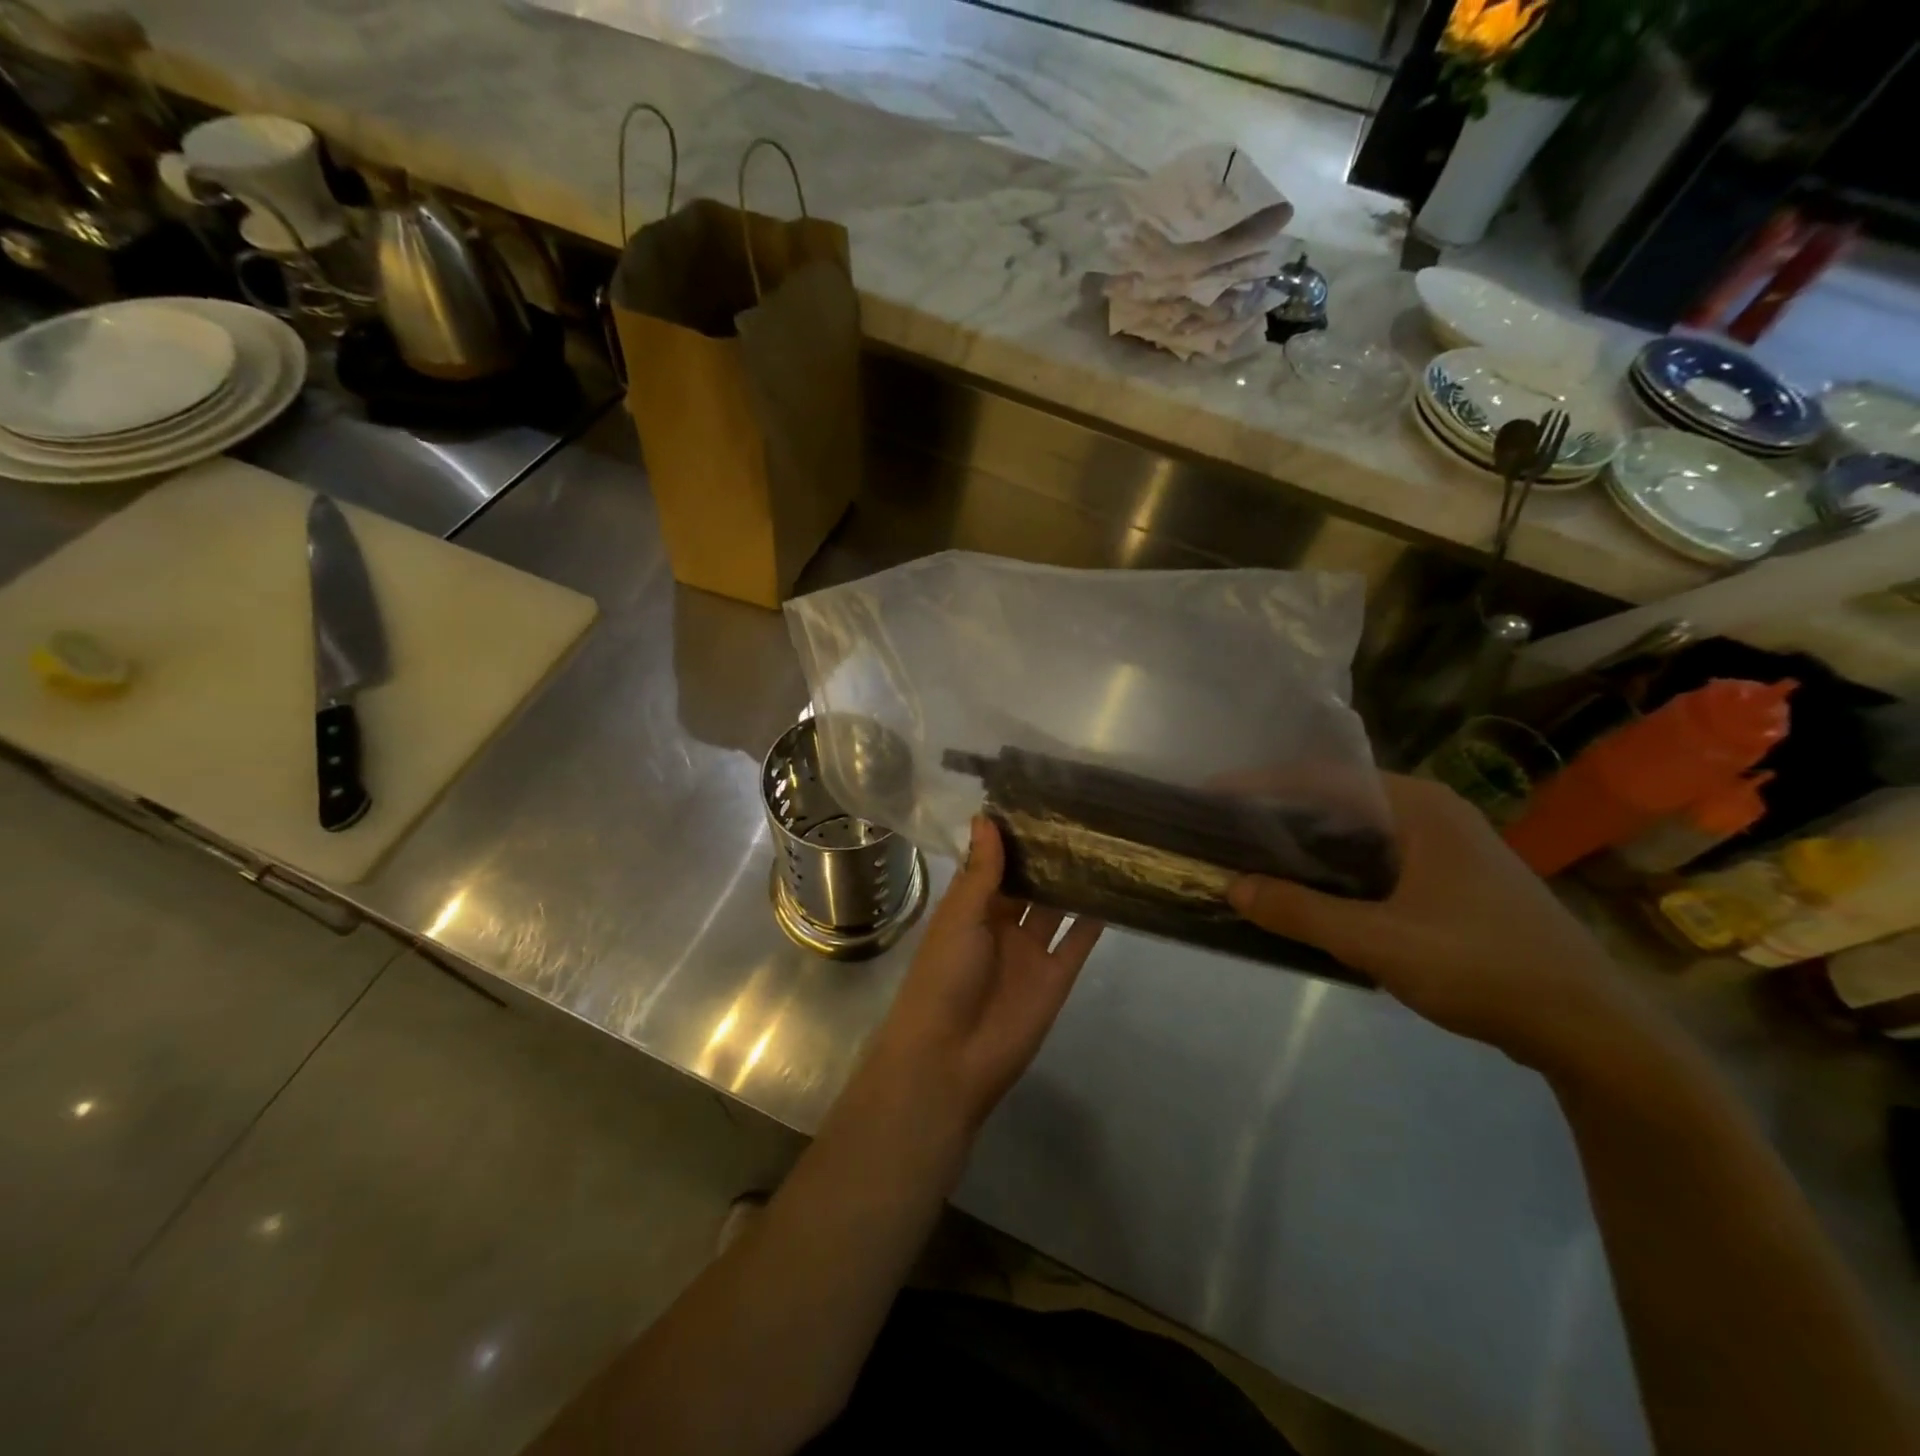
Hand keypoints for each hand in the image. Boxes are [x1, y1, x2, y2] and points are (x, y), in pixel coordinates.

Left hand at [865, 816, 1103, 1134]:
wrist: (951, 1057)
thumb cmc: (944, 975)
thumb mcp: (960, 916)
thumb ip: (981, 870)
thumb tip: (986, 817)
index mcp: (970, 907)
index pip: (993, 863)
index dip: (1011, 836)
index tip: (1037, 797)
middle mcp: (1001, 924)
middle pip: (1028, 883)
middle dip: (1047, 854)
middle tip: (1080, 812)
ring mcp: (1030, 950)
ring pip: (1056, 907)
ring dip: (1073, 881)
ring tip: (1102, 841)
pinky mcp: (1056, 976)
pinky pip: (1078, 942)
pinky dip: (1094, 919)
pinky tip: (1115, 888)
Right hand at [1228, 773, 1649, 1068]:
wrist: (1592, 1031)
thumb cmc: (1483, 968)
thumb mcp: (1380, 942)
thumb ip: (1301, 912)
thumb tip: (1233, 886)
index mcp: (1420, 807)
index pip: (1323, 778)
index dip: (1261, 784)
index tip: (1211, 795)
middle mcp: (1434, 813)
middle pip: (1339, 798)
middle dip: (1279, 810)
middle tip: (1226, 826)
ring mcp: (1448, 846)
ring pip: (1359, 830)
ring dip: (1307, 840)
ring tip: (1254, 854)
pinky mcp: (1454, 879)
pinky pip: (1378, 857)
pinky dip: (1336, 865)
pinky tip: (1310, 888)